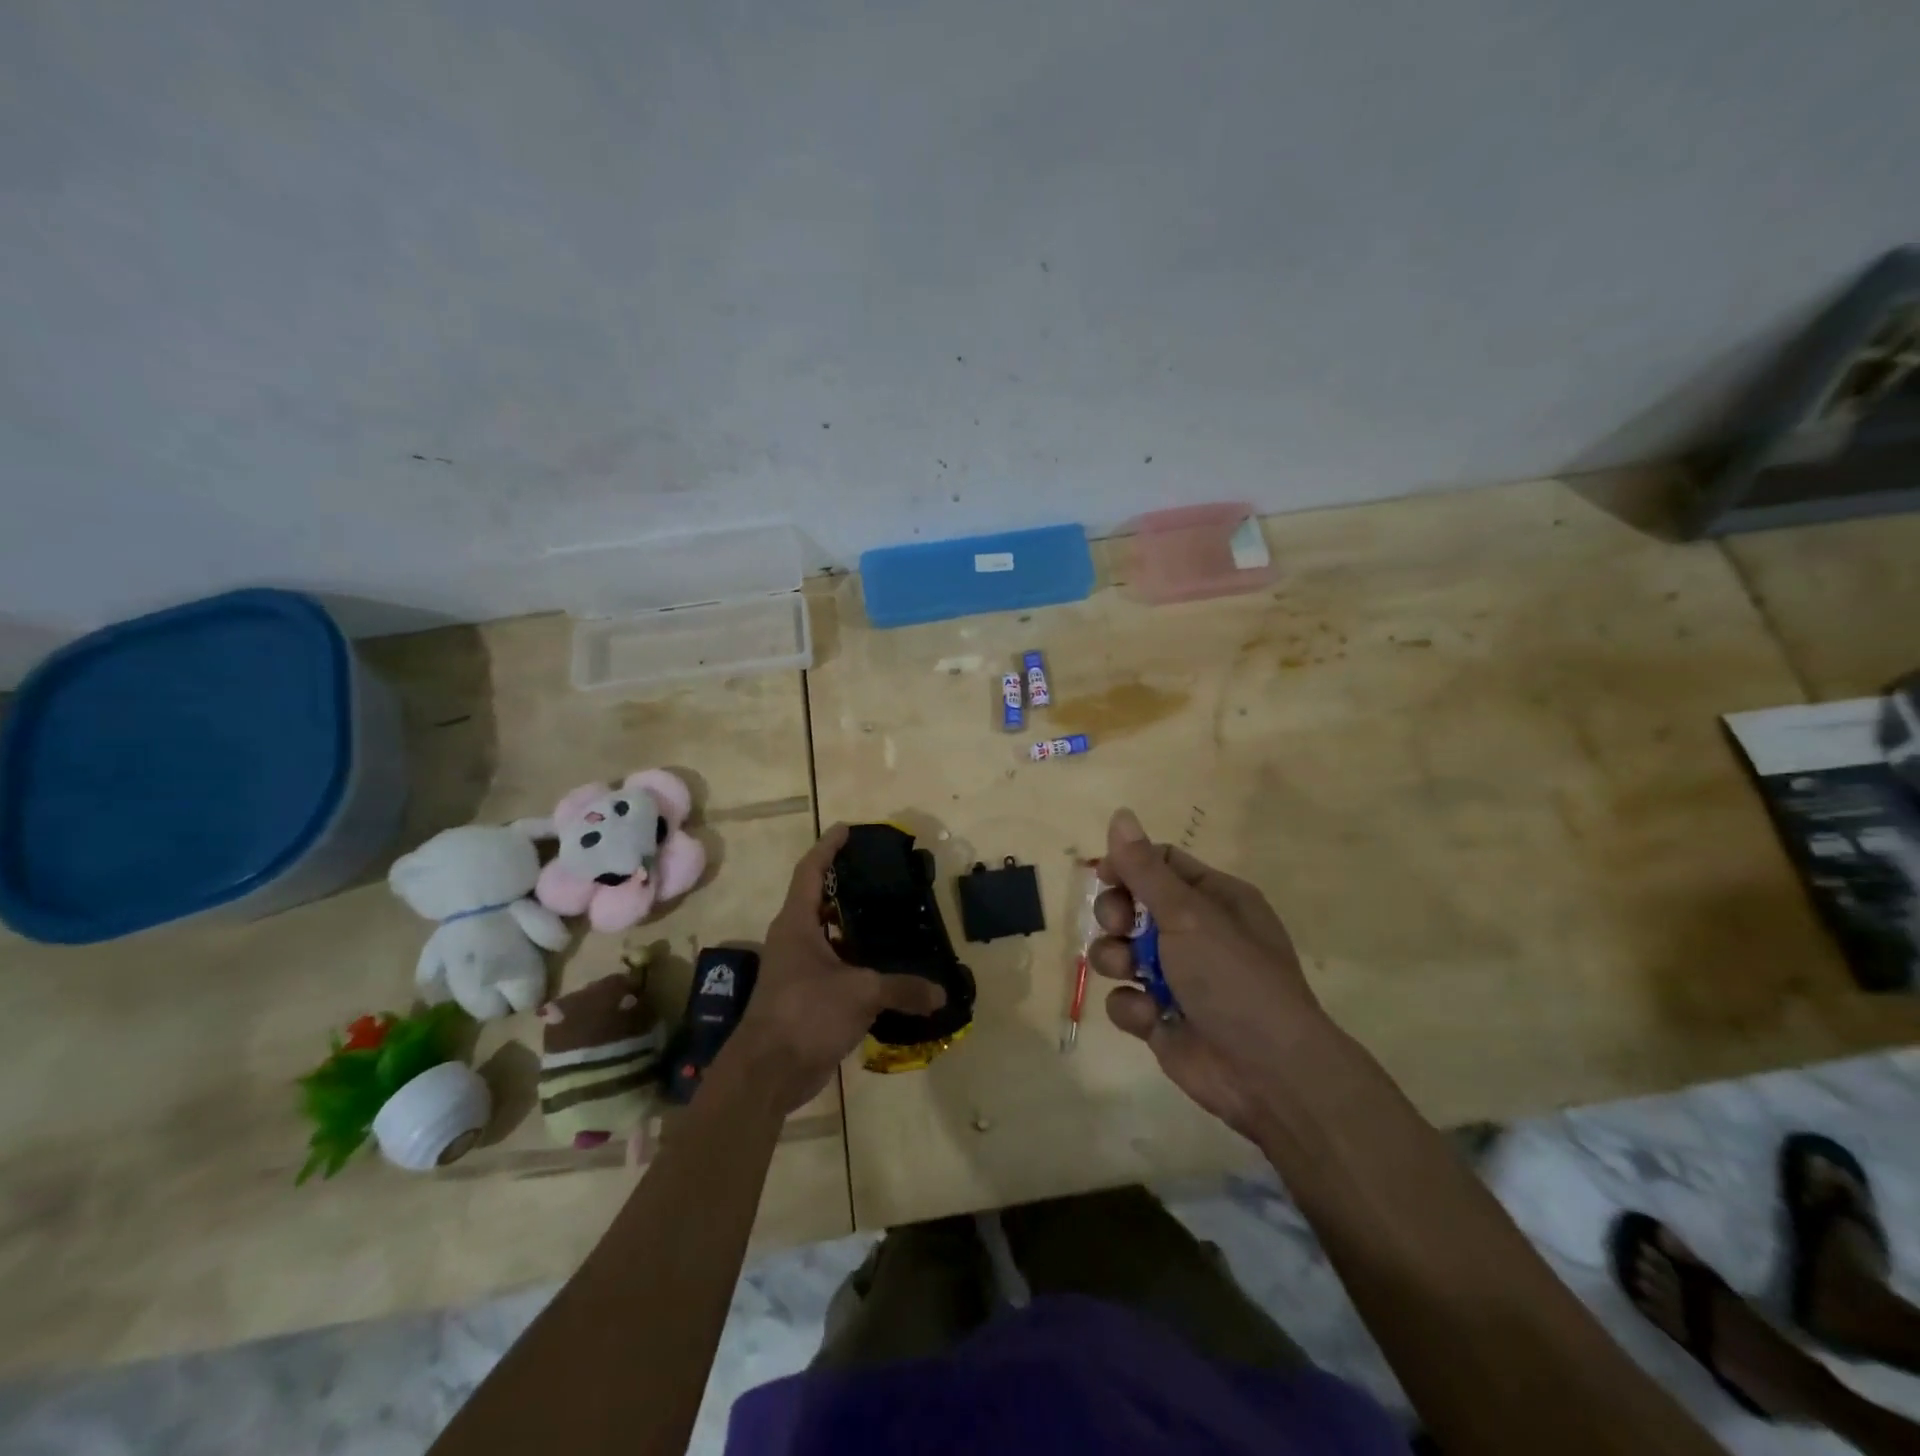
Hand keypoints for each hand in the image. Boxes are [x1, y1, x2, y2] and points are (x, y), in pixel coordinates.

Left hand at [723, 823, 945, 1113]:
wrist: (767, 1073)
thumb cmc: (805, 1014)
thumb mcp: (860, 994)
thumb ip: (903, 989)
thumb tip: (941, 993)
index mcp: (797, 924)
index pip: (811, 871)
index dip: (828, 847)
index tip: (846, 829)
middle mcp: (793, 939)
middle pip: (819, 900)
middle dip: (846, 886)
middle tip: (881, 875)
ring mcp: (797, 969)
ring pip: (828, 936)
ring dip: (853, 926)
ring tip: (890, 916)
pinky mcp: (804, 996)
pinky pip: (834, 967)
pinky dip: (856, 961)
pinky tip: (884, 966)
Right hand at [1088, 808, 1324, 1139]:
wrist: (1268, 1073)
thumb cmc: (1233, 977)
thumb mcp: (1188, 914)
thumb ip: (1145, 869)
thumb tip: (1120, 813)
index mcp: (1214, 899)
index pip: (1160, 864)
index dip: (1128, 866)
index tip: (1103, 876)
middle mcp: (1195, 933)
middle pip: (1133, 906)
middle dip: (1116, 914)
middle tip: (1120, 926)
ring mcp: (1176, 977)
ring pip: (1120, 952)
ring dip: (1115, 959)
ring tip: (1128, 971)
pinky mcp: (1161, 1017)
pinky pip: (1126, 999)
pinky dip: (1132, 1007)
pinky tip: (1150, 1017)